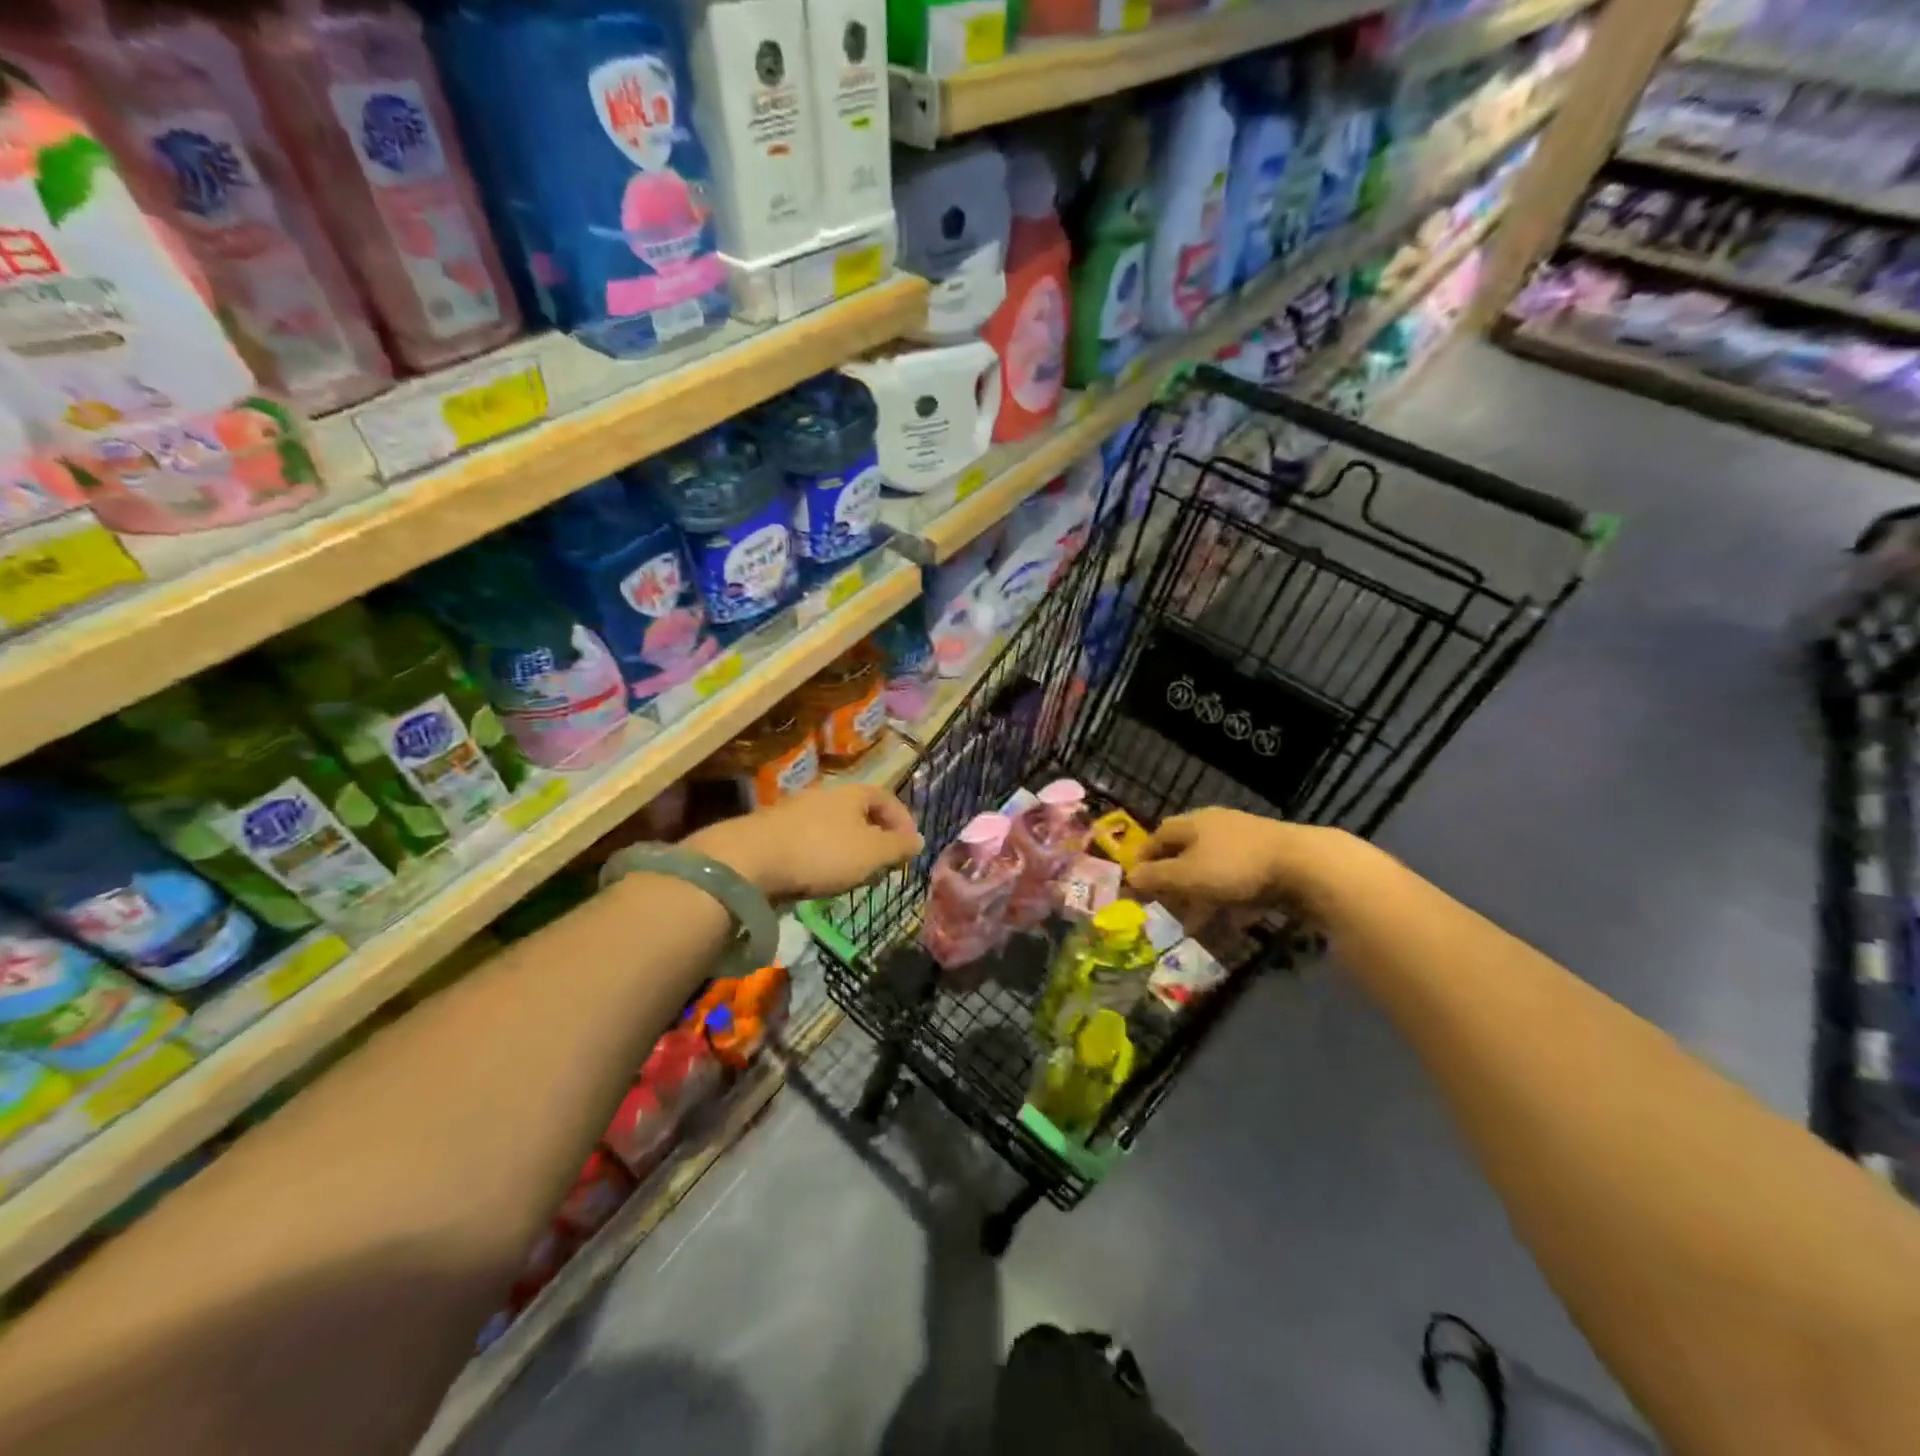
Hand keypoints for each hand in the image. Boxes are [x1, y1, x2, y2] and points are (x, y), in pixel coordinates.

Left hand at [688, 783, 922, 901]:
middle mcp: (825, 796)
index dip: (903, 822)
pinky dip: (822, 859)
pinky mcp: (774, 834)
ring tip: (852, 878)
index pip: (887, 799)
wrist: (750, 860)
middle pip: (859, 814)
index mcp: (852, 793)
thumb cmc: (822, 852)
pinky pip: (809, 843)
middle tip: (883, 867)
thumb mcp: (872, 852)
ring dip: (848, 851)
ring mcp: (796, 813)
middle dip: (875, 840)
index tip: (910, 849)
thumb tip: (917, 840)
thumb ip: (898, 847)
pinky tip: (818, 879)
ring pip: (834, 830)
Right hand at [1125, 807, 1366, 917]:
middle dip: (1173, 882)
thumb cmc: (1235, 867)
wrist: (1306, 865)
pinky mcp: (1270, 862)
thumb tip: (1130, 877)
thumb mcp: (1187, 875)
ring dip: (1199, 896)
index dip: (1145, 858)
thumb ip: (1156, 877)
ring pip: (1212, 870)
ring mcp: (1246, 843)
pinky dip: (1228, 901)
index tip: (1137, 882)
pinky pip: (1238, 881)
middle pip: (1186, 853)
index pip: (1159, 836)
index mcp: (1194, 823)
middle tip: (1165, 907)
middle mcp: (1217, 827)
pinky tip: (1229, 922)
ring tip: (1194, 926)